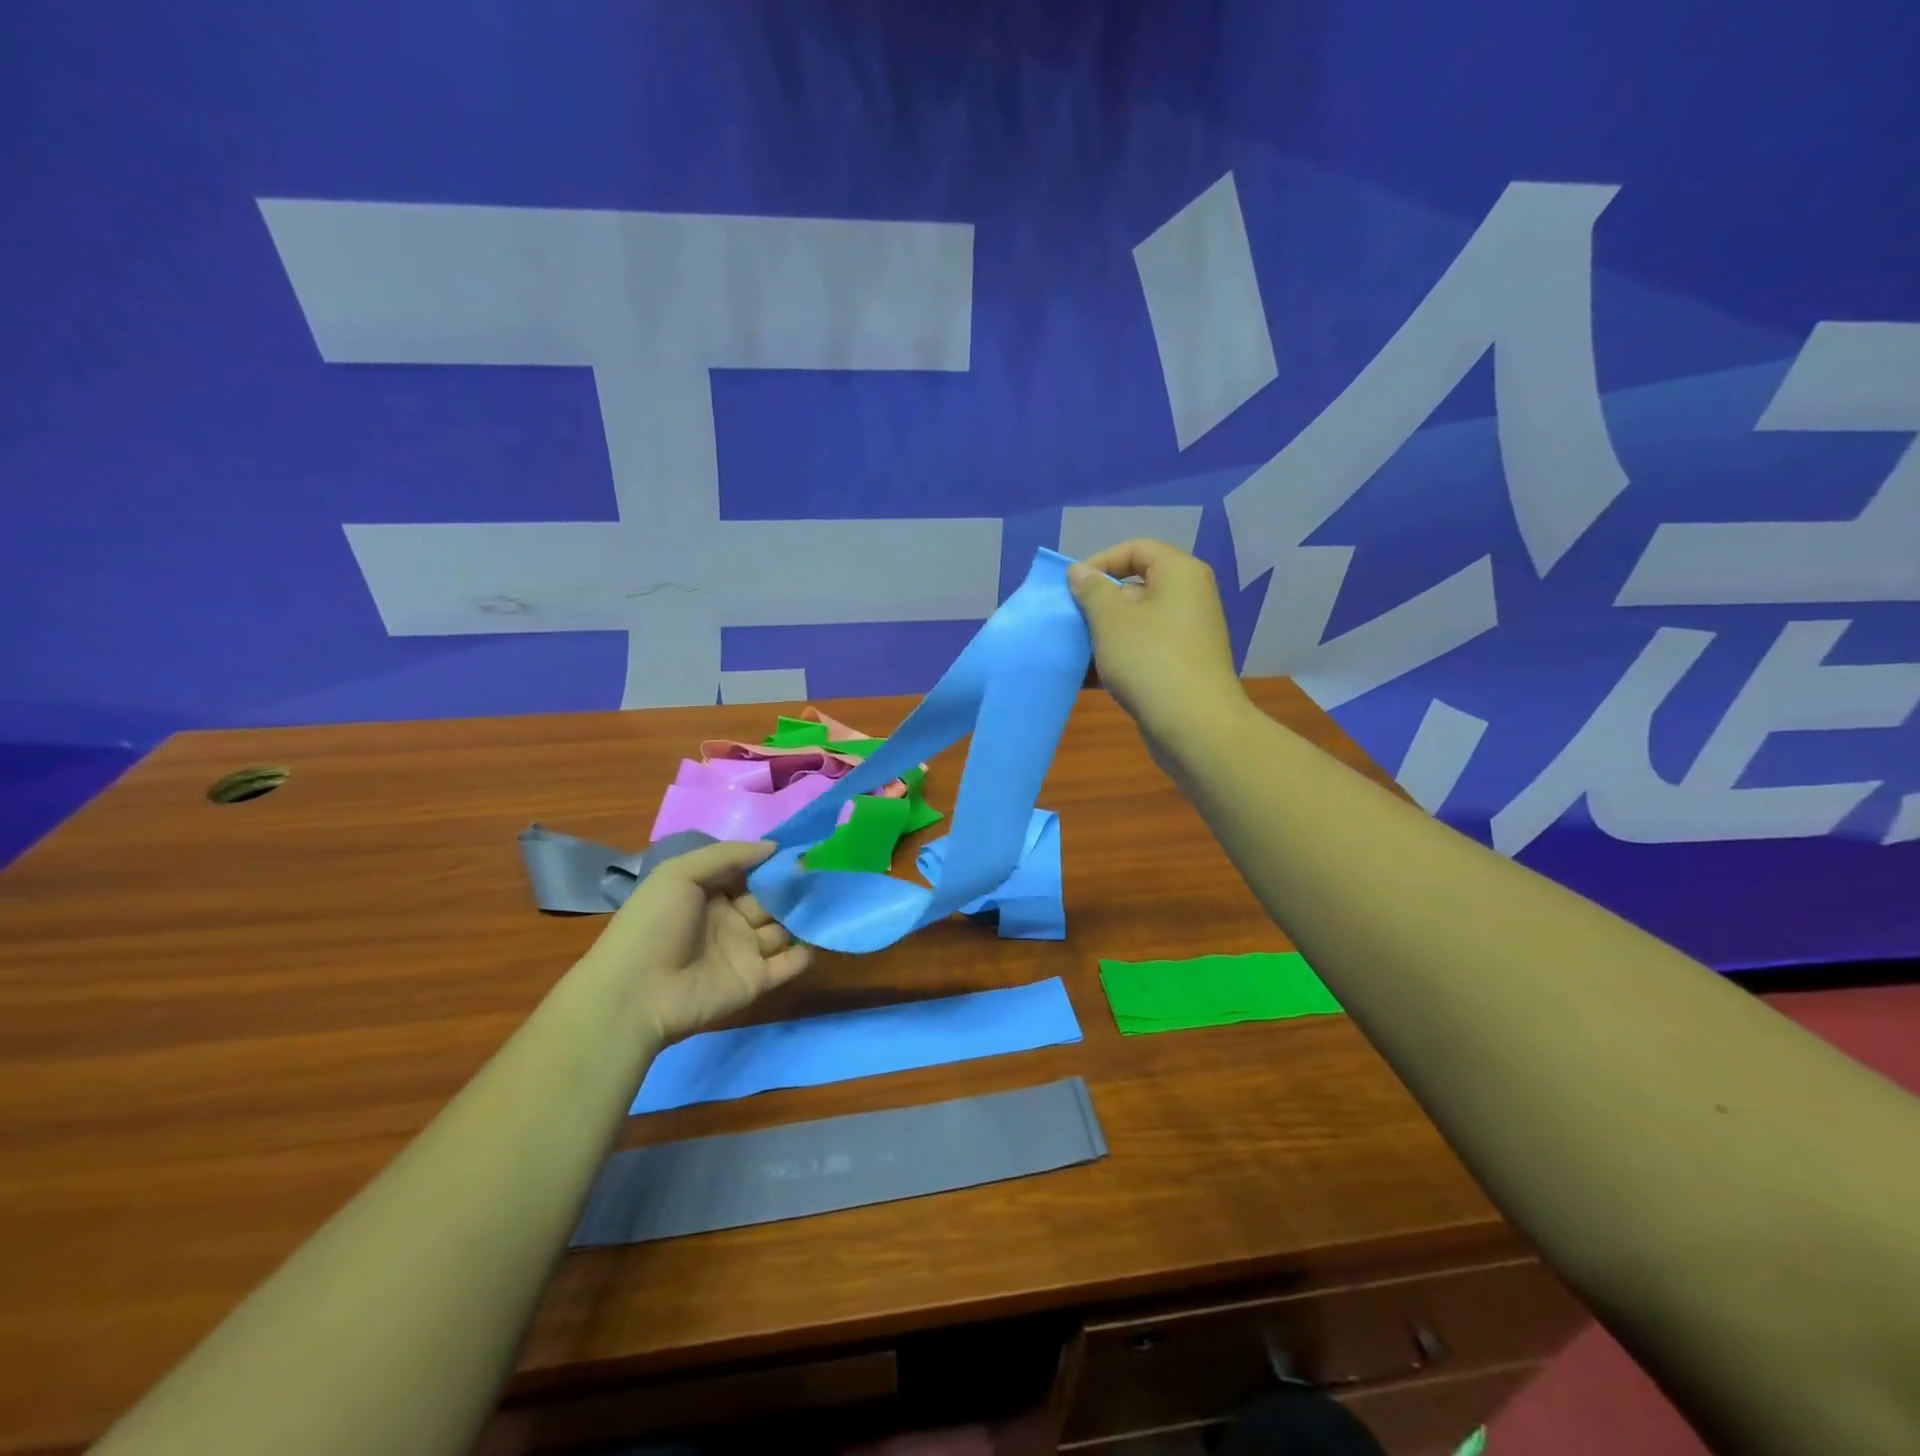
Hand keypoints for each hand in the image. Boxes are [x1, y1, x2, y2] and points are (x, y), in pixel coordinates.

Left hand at [587, 839, 811, 1045]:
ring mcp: (745, 950)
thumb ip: (728, 855)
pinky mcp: (756, 980)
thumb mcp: (680, 873)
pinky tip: (821, 935)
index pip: (751, 872)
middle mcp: (731, 918)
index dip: (774, 861)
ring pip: (785, 928)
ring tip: (832, 901)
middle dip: (795, 887)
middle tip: (826, 874)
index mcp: (710, 892)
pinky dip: (807, 952)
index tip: (804, 849)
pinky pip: (789, 964)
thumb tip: (775, 847)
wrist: (636, 993)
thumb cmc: (655, 924)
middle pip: (772, 898)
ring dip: (806, 915)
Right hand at [1068, 538, 1246, 750]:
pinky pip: (1143, 651)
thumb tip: (1079, 572)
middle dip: (1097, 603)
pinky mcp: (1182, 666)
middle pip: (1135, 587)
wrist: (1193, 726)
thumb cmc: (1149, 660)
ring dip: (1102, 635)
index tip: (1071, 587)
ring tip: (1073, 651)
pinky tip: (1088, 677)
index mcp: (1179, 573)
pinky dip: (1117, 658)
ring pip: (1136, 623)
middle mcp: (1189, 597)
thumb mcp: (1110, 619)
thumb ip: (1091, 590)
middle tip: (1069, 621)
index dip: (1099, 561)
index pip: (1136, 549)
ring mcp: (1187, 634)